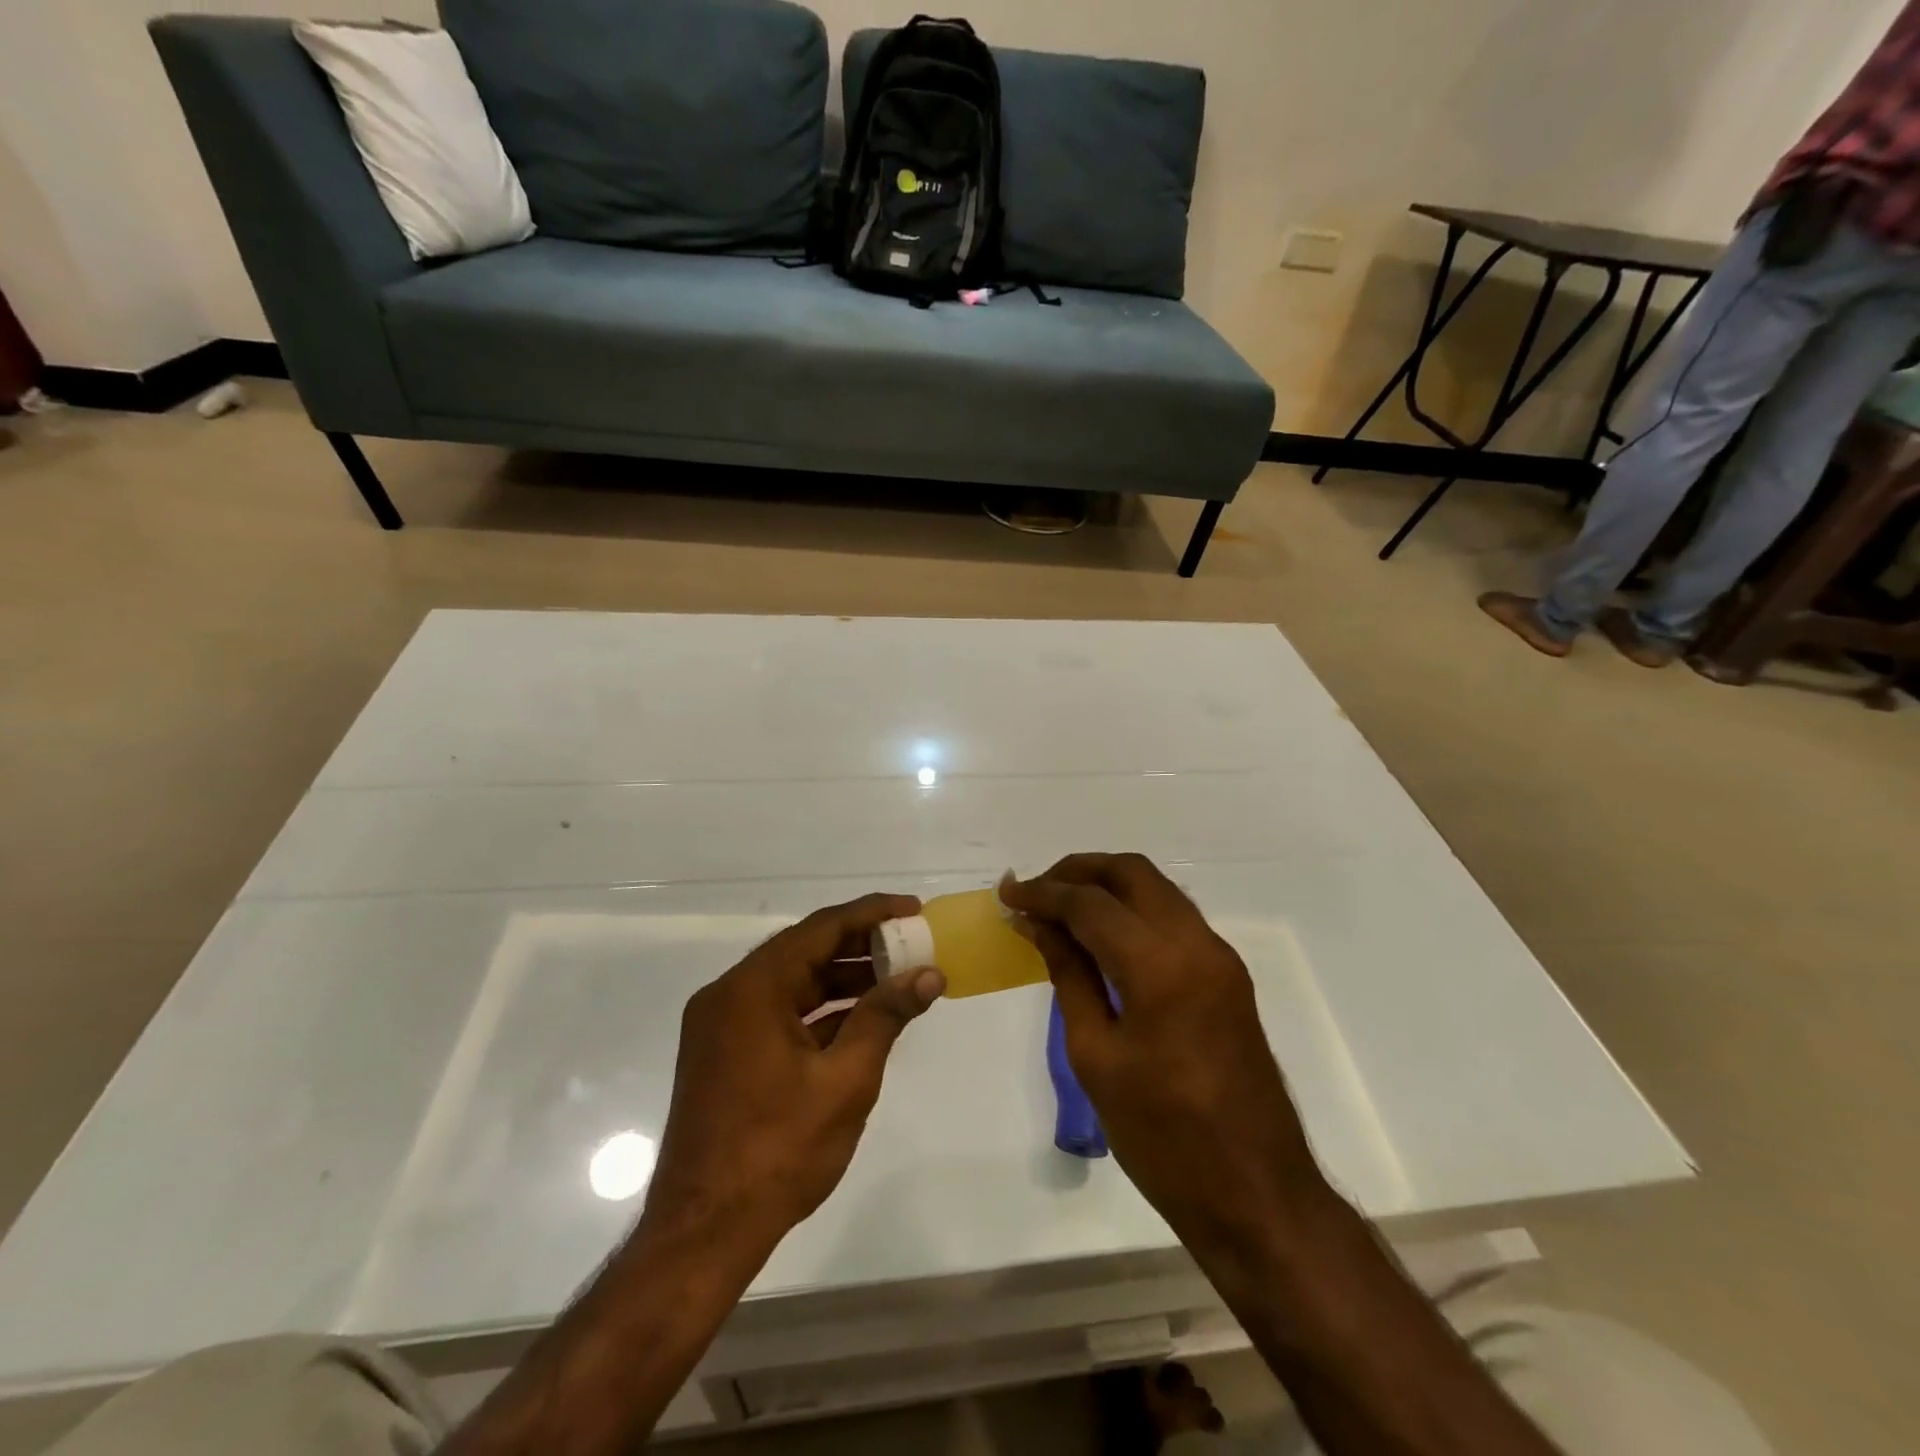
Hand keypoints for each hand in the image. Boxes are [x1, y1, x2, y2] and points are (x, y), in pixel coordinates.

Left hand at [641, 894, 945, 1248]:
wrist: (703, 1233)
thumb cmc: (778, 1151)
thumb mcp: (845, 1080)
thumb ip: (886, 1017)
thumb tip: (928, 975)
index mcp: (752, 988)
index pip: (820, 929)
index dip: (871, 914)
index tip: (913, 909)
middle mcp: (730, 995)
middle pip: (804, 951)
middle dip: (860, 946)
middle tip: (911, 944)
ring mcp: (722, 1026)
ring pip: (792, 984)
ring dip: (842, 979)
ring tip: (897, 978)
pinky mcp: (724, 1054)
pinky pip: (779, 1013)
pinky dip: (819, 1011)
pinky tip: (861, 1018)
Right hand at [1000, 855, 1327, 1250]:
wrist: (1257, 1195)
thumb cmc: (1163, 1136)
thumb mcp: (1096, 1056)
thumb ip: (1069, 975)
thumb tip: (1039, 925)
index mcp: (1160, 965)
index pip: (1090, 903)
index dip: (1043, 892)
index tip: (1006, 893)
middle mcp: (1197, 944)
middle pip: (1132, 873)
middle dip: (1078, 871)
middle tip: (1036, 891)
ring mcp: (1219, 957)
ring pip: (1157, 889)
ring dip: (1108, 886)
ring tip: (1061, 908)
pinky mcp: (1228, 976)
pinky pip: (1173, 918)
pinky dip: (1133, 911)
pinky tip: (1102, 937)